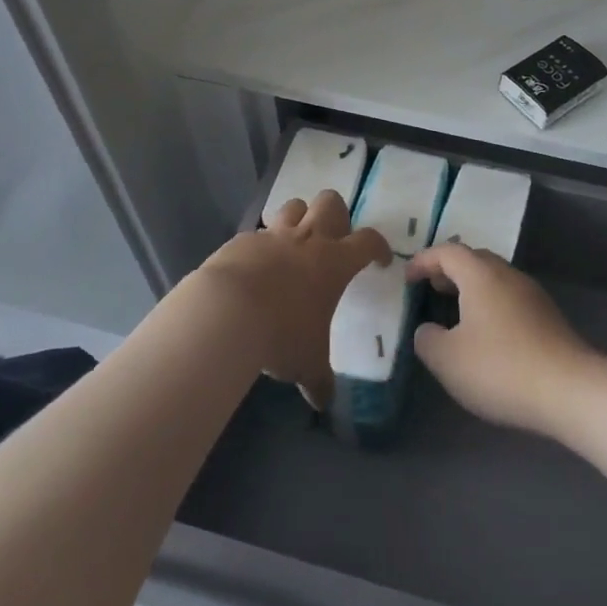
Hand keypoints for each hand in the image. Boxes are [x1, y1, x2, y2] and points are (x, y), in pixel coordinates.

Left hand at [194, 191, 388, 408]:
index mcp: (335, 262)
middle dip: (337, 215)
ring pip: (294, 206)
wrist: (226, 312)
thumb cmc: (281, 334)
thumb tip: (323, 402)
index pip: (369, 241)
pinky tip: (255, 266)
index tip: (381, 260)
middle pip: (331, 203)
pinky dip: (262, 244)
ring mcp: (273, 235)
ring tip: (295, 242)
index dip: (379, 247)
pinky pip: (258, 232)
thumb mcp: (307, 363)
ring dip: (299, 218)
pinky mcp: (242, 240)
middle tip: (333, 240)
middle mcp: (307, 239)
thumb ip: (319, 380)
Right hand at [406, 244, 599, 438]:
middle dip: (449, 270)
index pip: (447, 252)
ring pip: (495, 279)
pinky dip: (490, 305)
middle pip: (475, 260)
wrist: (570, 390)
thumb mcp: (447, 359)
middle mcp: (508, 275)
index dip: (424, 260)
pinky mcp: (548, 318)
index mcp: (481, 275)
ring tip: (455, 312)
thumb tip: (428, 329)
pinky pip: (510, 298)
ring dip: (471, 288)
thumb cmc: (500, 368)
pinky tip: (486, 334)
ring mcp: (532, 295)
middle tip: (431, 289)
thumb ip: (428, 339)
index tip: (407, 278)